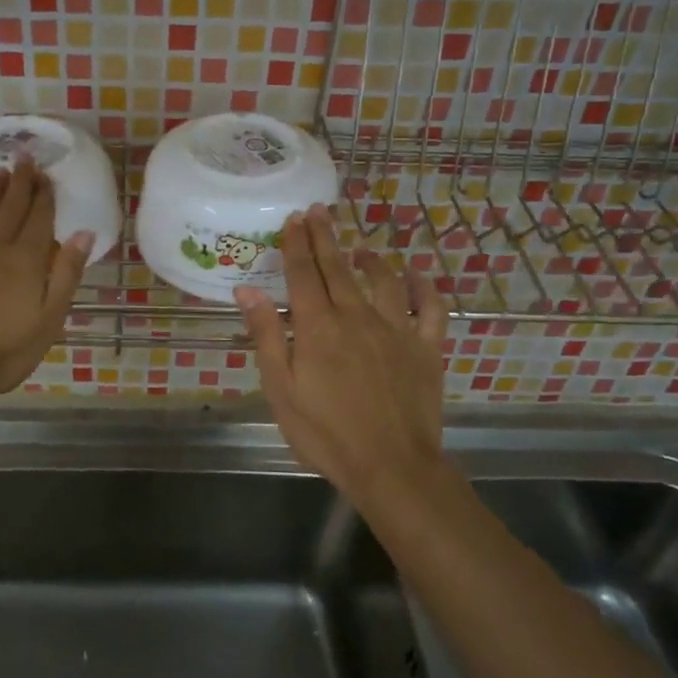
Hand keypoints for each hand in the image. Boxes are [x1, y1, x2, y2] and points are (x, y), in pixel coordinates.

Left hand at [0, 160, 92, 408]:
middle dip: (20, 183)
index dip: (44, 195)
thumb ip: (66, 274)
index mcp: (25, 260)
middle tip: (24, 158)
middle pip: (10, 208)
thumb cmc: (2, 352)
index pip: (39, 218)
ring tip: (0, 173)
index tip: (47, 175)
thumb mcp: (48, 320)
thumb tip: (83, 233)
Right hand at [235, 206, 449, 508]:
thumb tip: (248, 290)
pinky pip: (430, 308)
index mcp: (318, 326)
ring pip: (383, 280)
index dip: (297, 243)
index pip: (304, 274)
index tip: (293, 218)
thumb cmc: (325, 432)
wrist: (391, 466)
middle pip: (339, 268)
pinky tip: (416, 273)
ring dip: (369, 258)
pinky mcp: (426, 348)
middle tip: (319, 211)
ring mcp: (396, 329)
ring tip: (360, 245)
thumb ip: (267, 336)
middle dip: (326, 237)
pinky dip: (423, 286)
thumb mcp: (280, 389)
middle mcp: (357, 316)